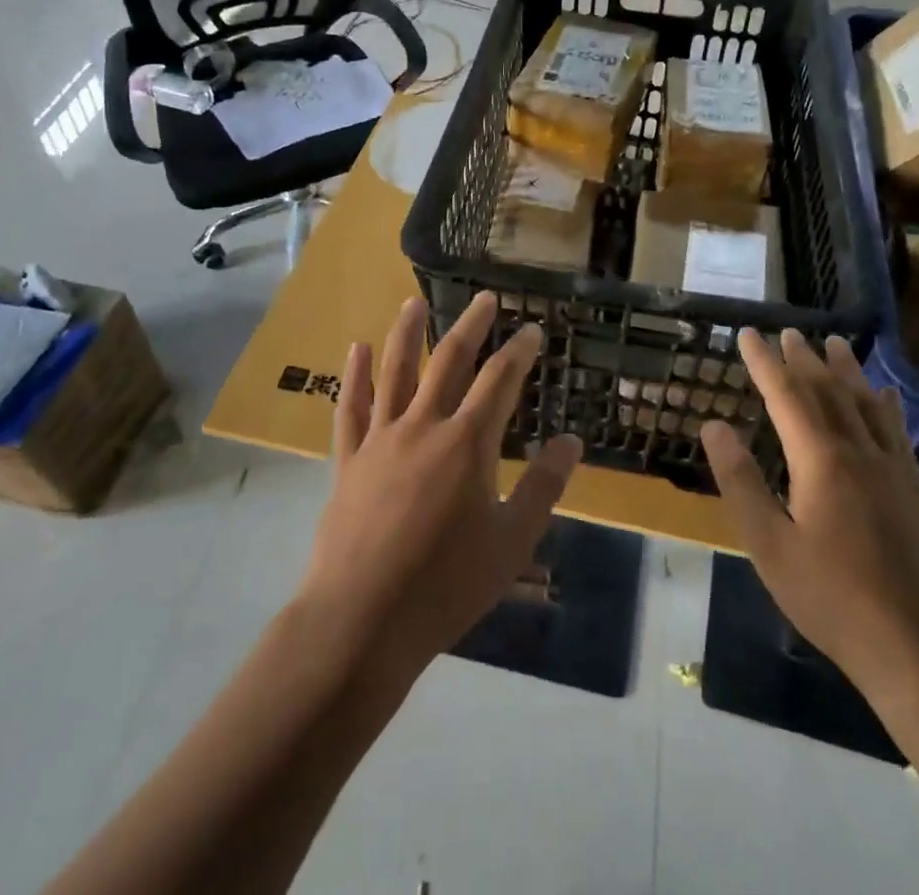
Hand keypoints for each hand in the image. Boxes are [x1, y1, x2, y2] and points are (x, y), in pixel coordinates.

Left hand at [295, 292, 582, 685]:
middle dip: (471, 326)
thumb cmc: (446, 585)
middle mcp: (424, 426)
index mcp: (468, 443)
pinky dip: (355, 375)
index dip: (519, 351)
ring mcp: (381, 439)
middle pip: (449, 361)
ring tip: (414, 301)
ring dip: (407, 332)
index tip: (532, 330)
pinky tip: (356, 348)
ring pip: (395, 371)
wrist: (361, 620)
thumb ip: (543, 487)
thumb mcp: (511, 542)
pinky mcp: (348, 459)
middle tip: (484, 298)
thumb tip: (570, 441)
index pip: (500, 381)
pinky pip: (351, 407)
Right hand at [700, 330, 918, 704]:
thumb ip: (741, 481)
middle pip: (827, 391)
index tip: (748, 333)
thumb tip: (713, 426)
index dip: (764, 362)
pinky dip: (886, 405)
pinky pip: (898, 432)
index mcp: (820, 460)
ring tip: (834, 342)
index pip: (786, 395)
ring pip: (865, 404)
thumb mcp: (770, 545)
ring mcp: (893, 469)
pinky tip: (886, 395)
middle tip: (788, 332)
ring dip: (846, 370)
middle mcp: (859, 451)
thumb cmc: (832, 598)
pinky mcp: (915, 491)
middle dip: (803, 359)